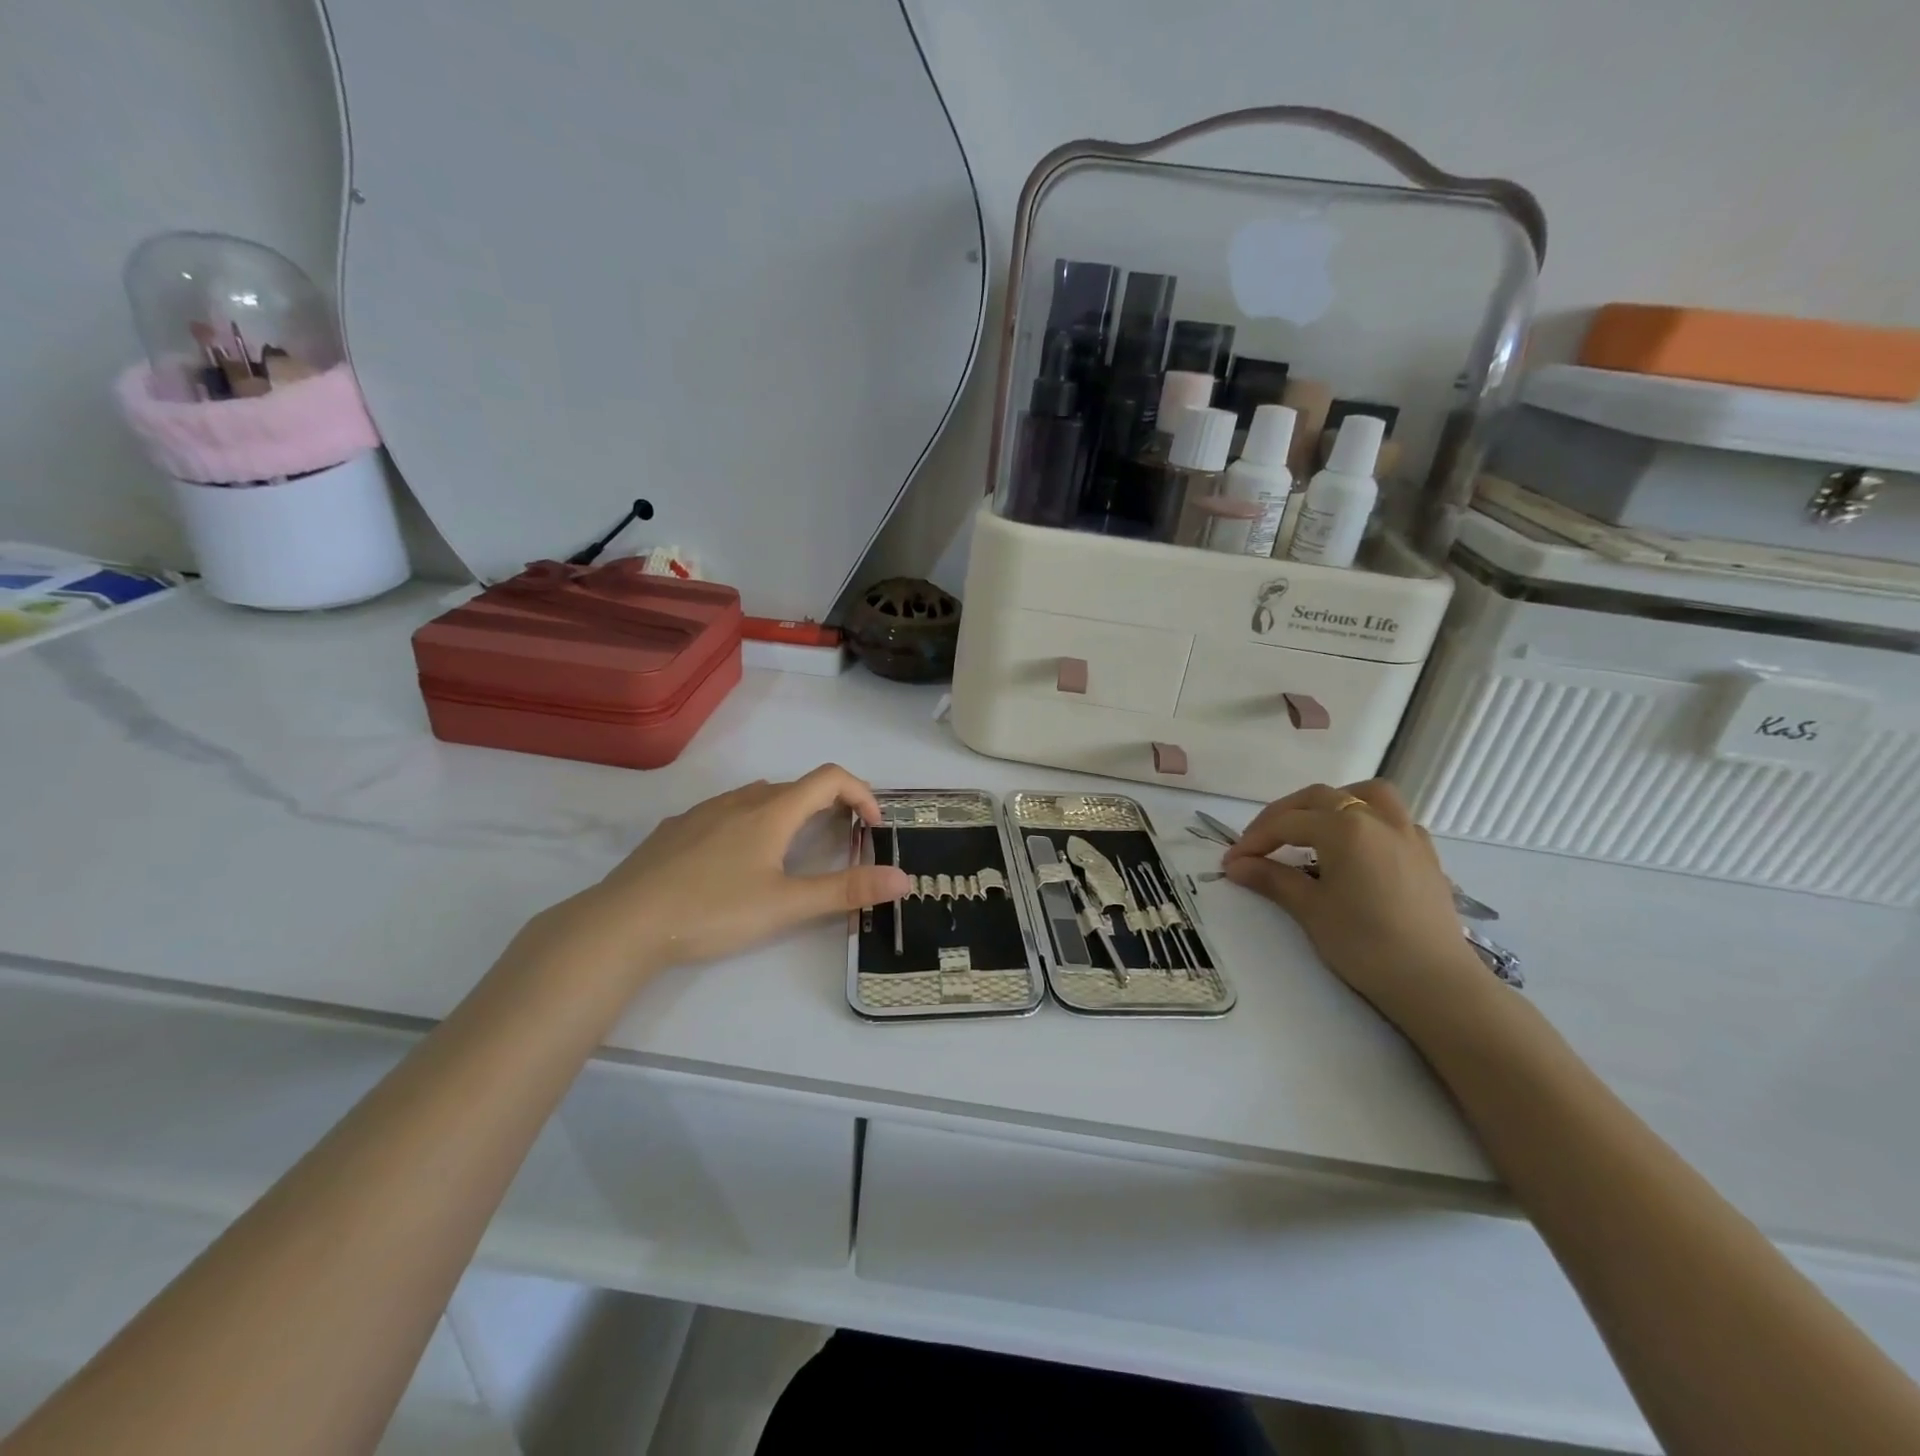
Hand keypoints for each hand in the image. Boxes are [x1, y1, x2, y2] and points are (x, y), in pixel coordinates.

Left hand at [532, 765, 910, 977]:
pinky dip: (750, 823)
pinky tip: (736, 861)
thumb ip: (846, 891)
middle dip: (829, 807)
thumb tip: (904, 879)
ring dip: (789, 813)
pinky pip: (726, 812)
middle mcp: (741, 800)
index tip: (873, 828)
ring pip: (760, 797)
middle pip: (797, 787)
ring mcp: (704, 811)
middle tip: (840, 844)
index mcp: (772, 812)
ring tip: (791, 853)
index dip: (862, 794)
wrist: (624, 922)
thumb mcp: (786, 906)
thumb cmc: (713, 910)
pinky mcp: (677, 829)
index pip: (831, 778)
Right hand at [1222, 779, 1489, 1027]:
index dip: (1254, 840)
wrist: (1435, 983)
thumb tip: (1236, 865)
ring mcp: (1407, 833)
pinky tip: (1356, 847)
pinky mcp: (1426, 854)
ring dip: (1332, 802)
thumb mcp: (1310, 910)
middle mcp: (1377, 819)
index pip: (1287, 824)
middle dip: (1283, 815)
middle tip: (1259, 843)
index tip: (1231, 861)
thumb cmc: (1365, 945)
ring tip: (1312, 825)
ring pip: (1366, 795)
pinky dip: (1367, 820)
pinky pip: (1393, 818)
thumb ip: (1272, 879)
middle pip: (1319, 798)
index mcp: (1344, 828)